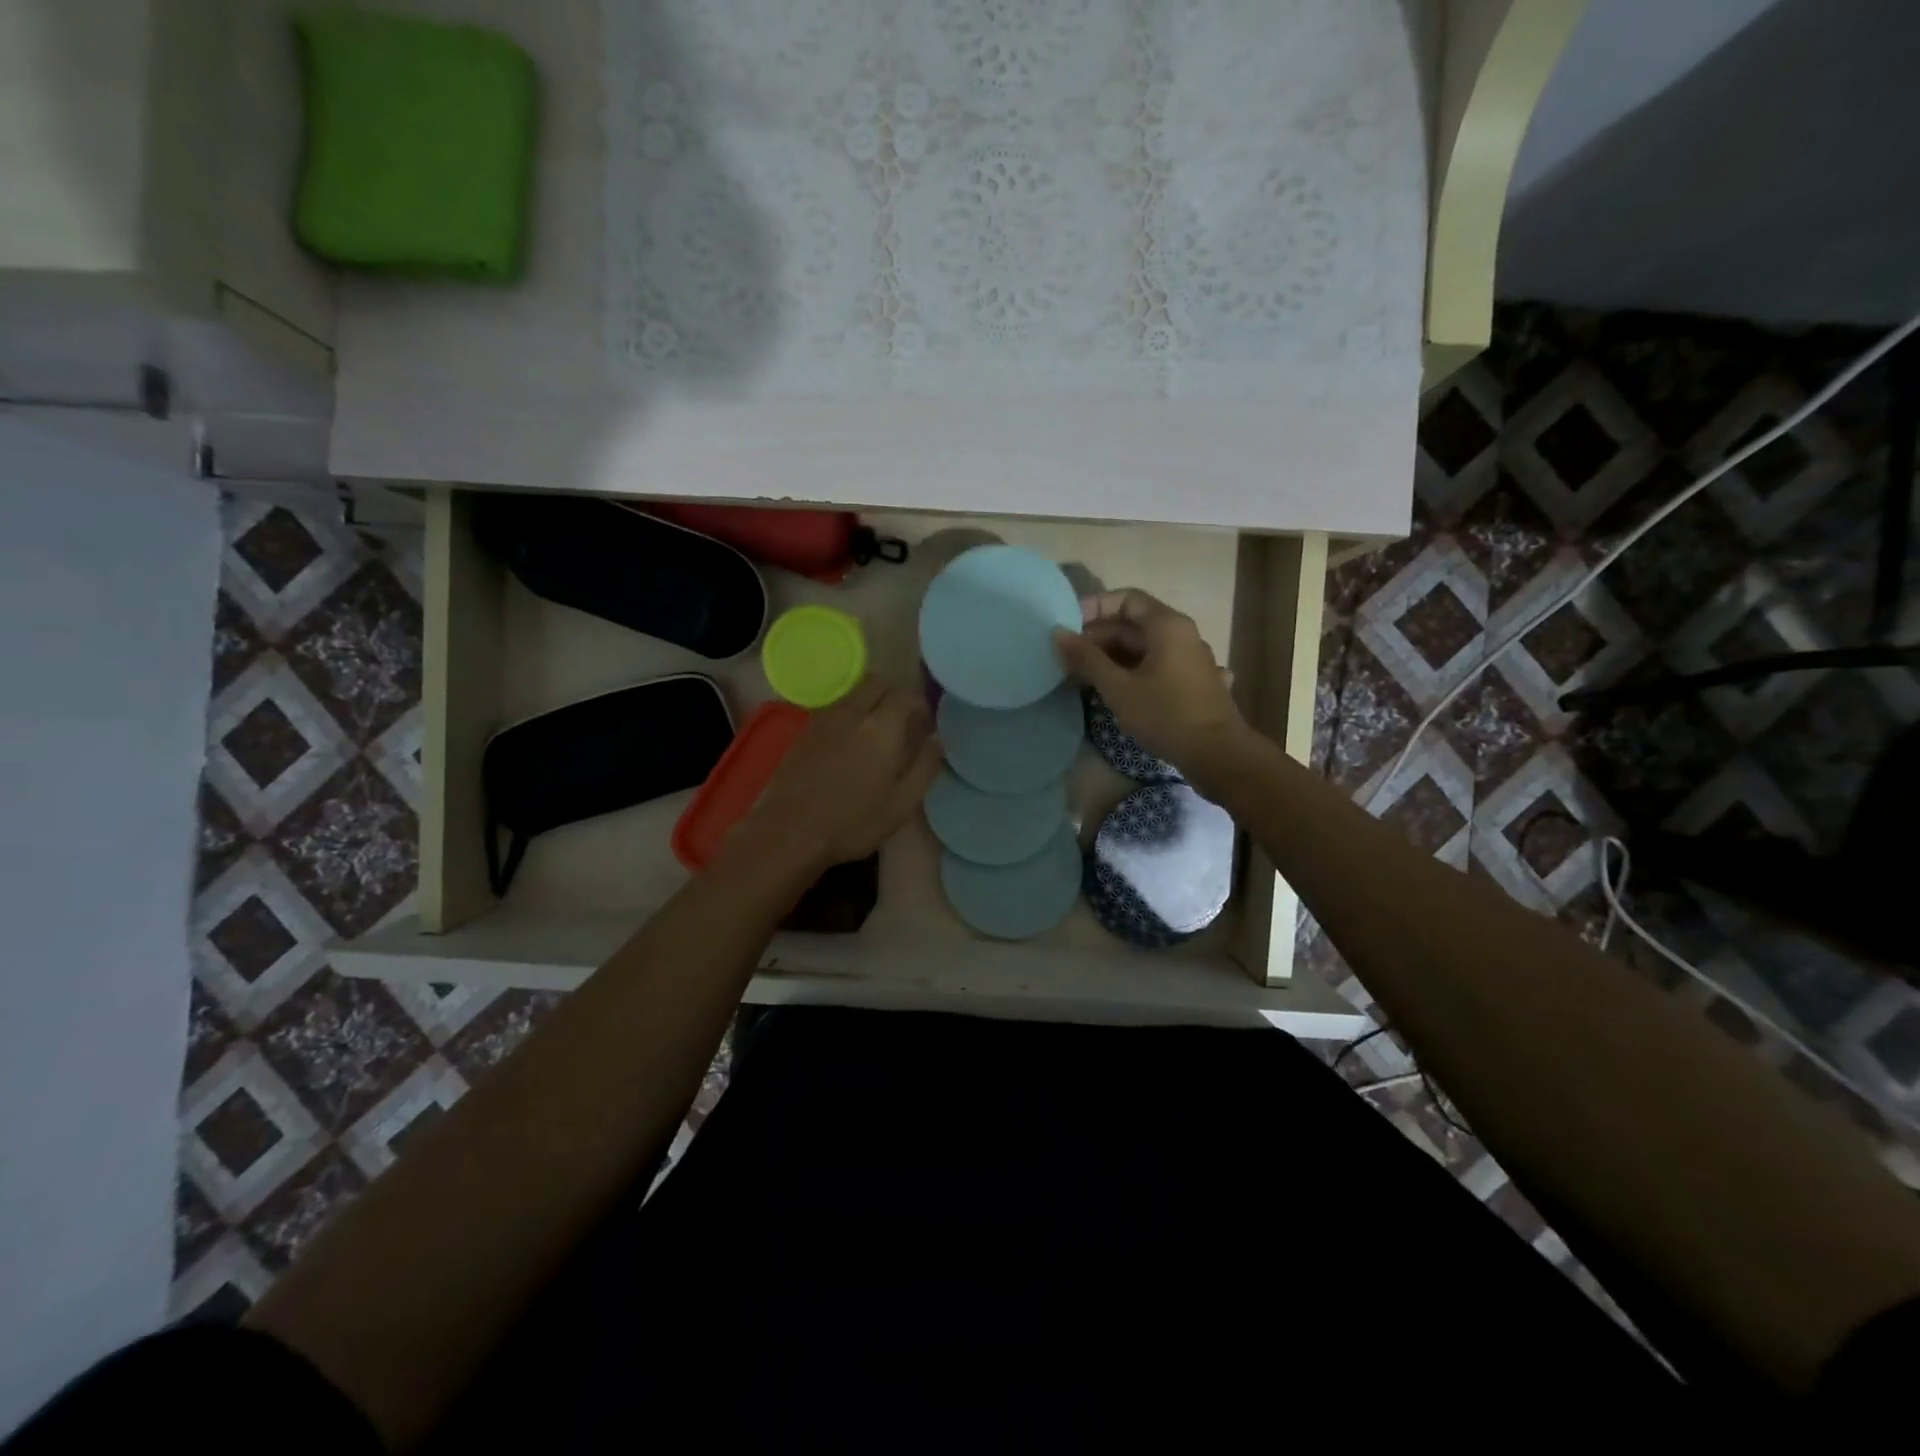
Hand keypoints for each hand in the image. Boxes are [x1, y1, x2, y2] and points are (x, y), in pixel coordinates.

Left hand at [732, 679, 942, 873]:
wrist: (790, 831)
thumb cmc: (854, 821)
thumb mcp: (902, 802)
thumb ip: (925, 766)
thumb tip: (938, 739)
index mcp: (882, 727)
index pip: (905, 696)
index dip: (919, 705)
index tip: (925, 724)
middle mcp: (852, 712)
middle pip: (876, 683)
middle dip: (893, 695)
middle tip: (901, 723)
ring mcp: (823, 719)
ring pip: (852, 694)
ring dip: (869, 703)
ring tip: (875, 734)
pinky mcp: (804, 731)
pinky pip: (833, 709)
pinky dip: (848, 716)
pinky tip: (848, 745)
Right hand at [1053, 590, 1251, 786]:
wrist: (1218, 754)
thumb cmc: (1165, 715)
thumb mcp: (1118, 688)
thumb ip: (1087, 659)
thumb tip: (1058, 633)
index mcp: (1167, 625)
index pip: (1126, 599)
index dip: (1094, 606)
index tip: (1067, 625)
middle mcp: (1183, 634)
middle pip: (1135, 624)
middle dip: (1099, 638)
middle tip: (1068, 658)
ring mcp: (1191, 659)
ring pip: (1145, 648)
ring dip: (1113, 658)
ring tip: (1083, 677)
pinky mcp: (1194, 683)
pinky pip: (1158, 666)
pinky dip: (1134, 672)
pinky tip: (1118, 691)